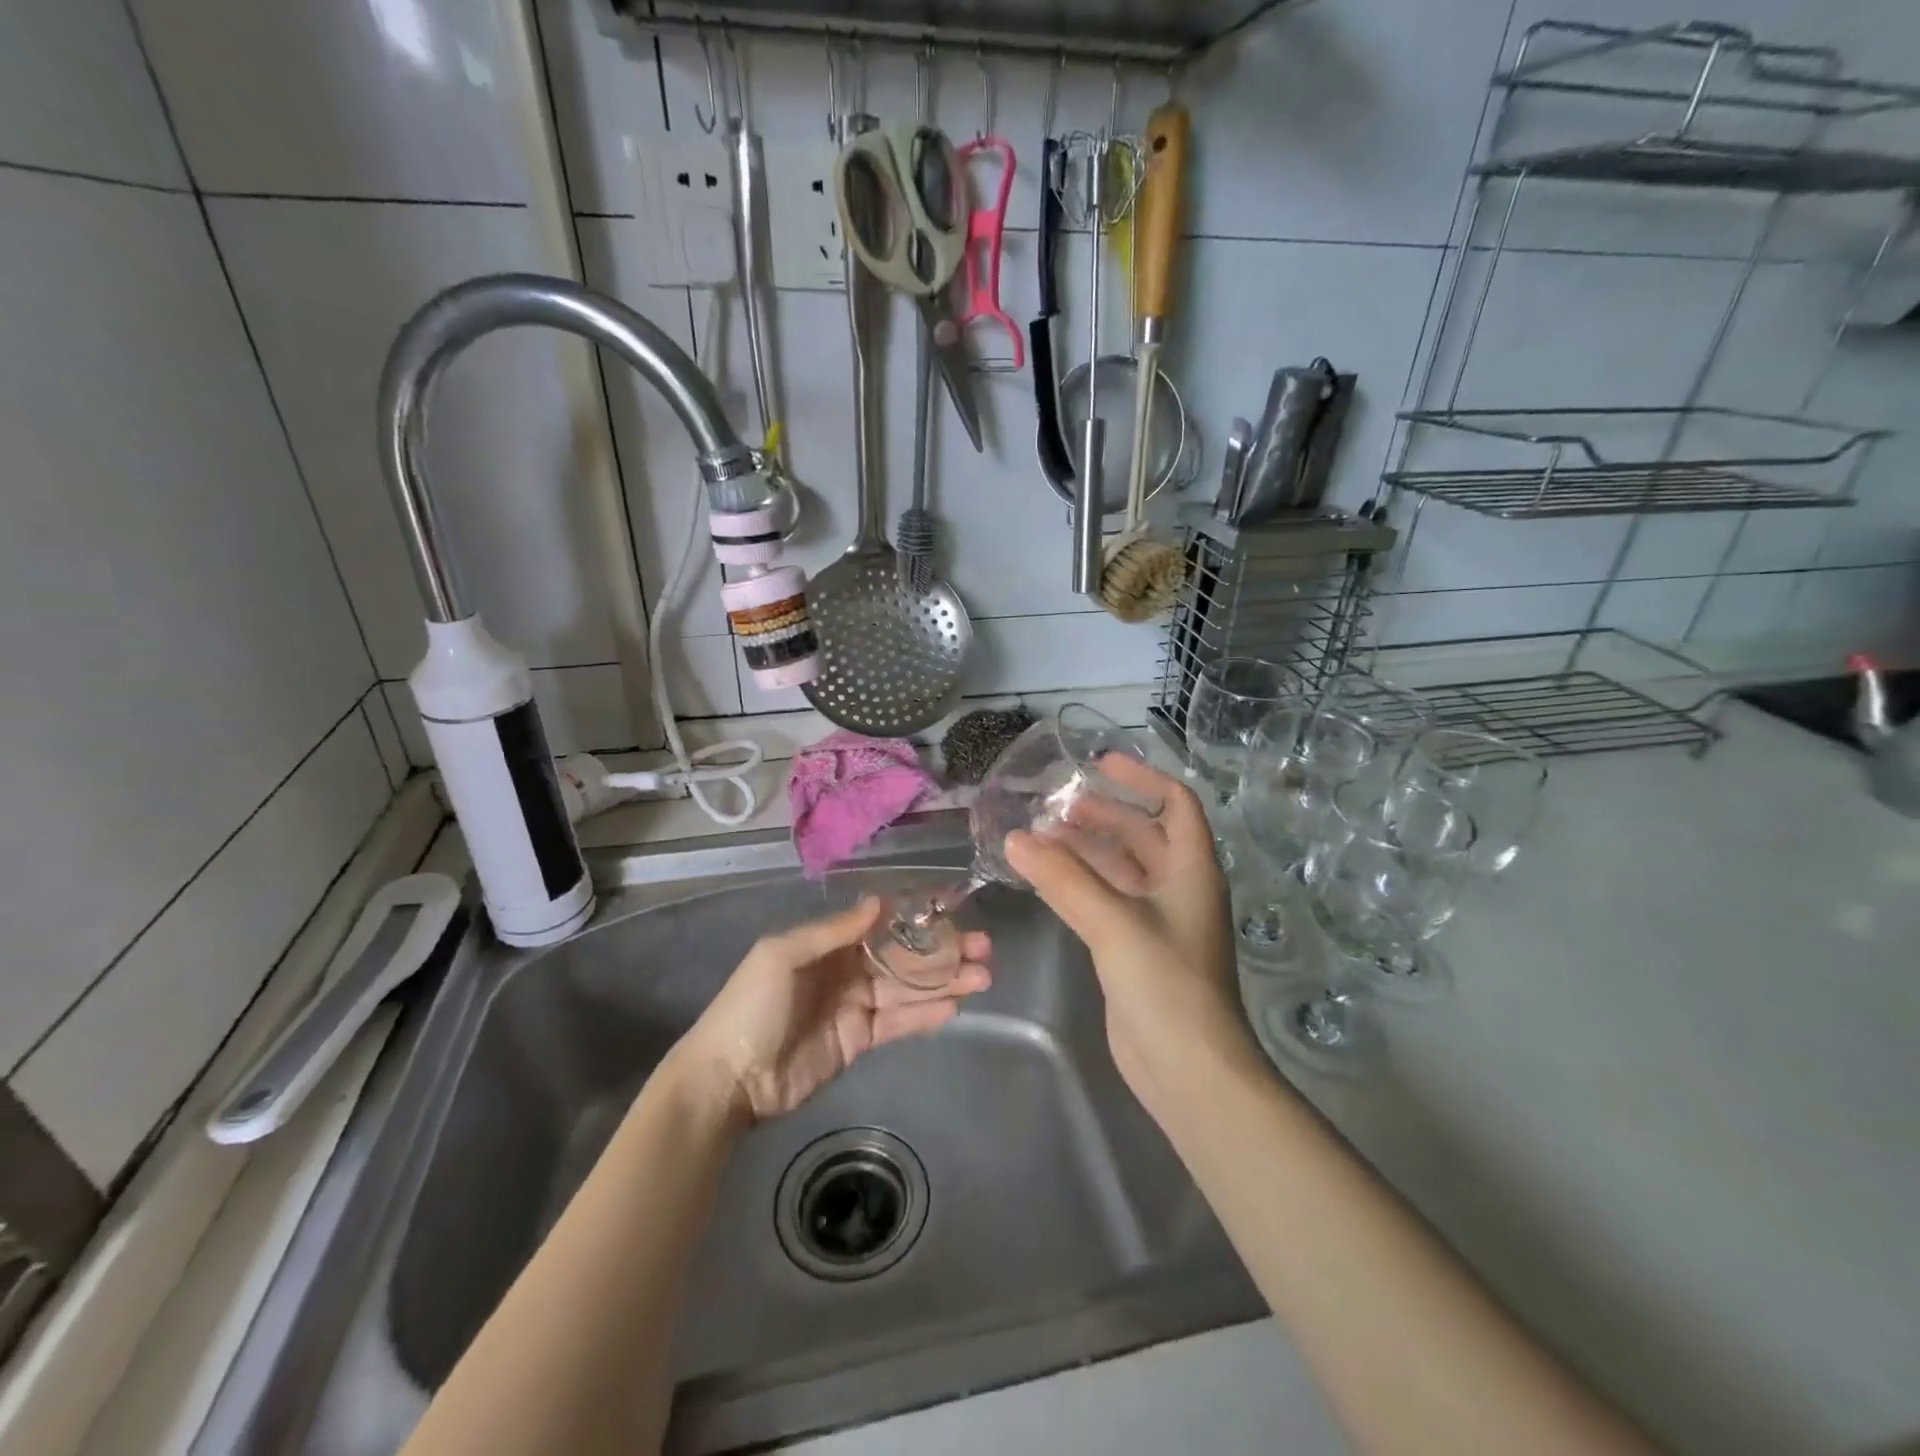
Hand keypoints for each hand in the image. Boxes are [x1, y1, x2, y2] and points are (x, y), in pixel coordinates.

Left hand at [666, 897, 990, 1125]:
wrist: (730, 1079)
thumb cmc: (752, 1006)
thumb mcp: (783, 955)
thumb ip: (834, 931)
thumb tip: (879, 901)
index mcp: (828, 943)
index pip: (882, 925)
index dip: (917, 919)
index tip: (953, 911)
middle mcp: (847, 968)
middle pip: (903, 956)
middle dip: (942, 951)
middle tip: (984, 949)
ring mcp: (856, 1005)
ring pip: (909, 989)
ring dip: (945, 982)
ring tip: (984, 976)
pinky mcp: (861, 1040)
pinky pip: (900, 1022)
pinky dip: (927, 1014)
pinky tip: (956, 1005)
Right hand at [1005, 756, 1257, 1113]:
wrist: (1189, 1071)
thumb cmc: (1166, 985)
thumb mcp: (1115, 923)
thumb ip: (1063, 879)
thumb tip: (1015, 838)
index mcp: (1192, 870)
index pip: (1175, 804)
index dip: (1141, 778)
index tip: (1098, 764)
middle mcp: (1178, 888)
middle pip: (1142, 834)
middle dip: (1102, 814)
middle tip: (1054, 805)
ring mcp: (1157, 921)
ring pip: (1119, 869)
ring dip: (1085, 849)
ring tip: (1040, 835)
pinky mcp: (1134, 949)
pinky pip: (1104, 900)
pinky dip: (1078, 883)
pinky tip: (1044, 879)